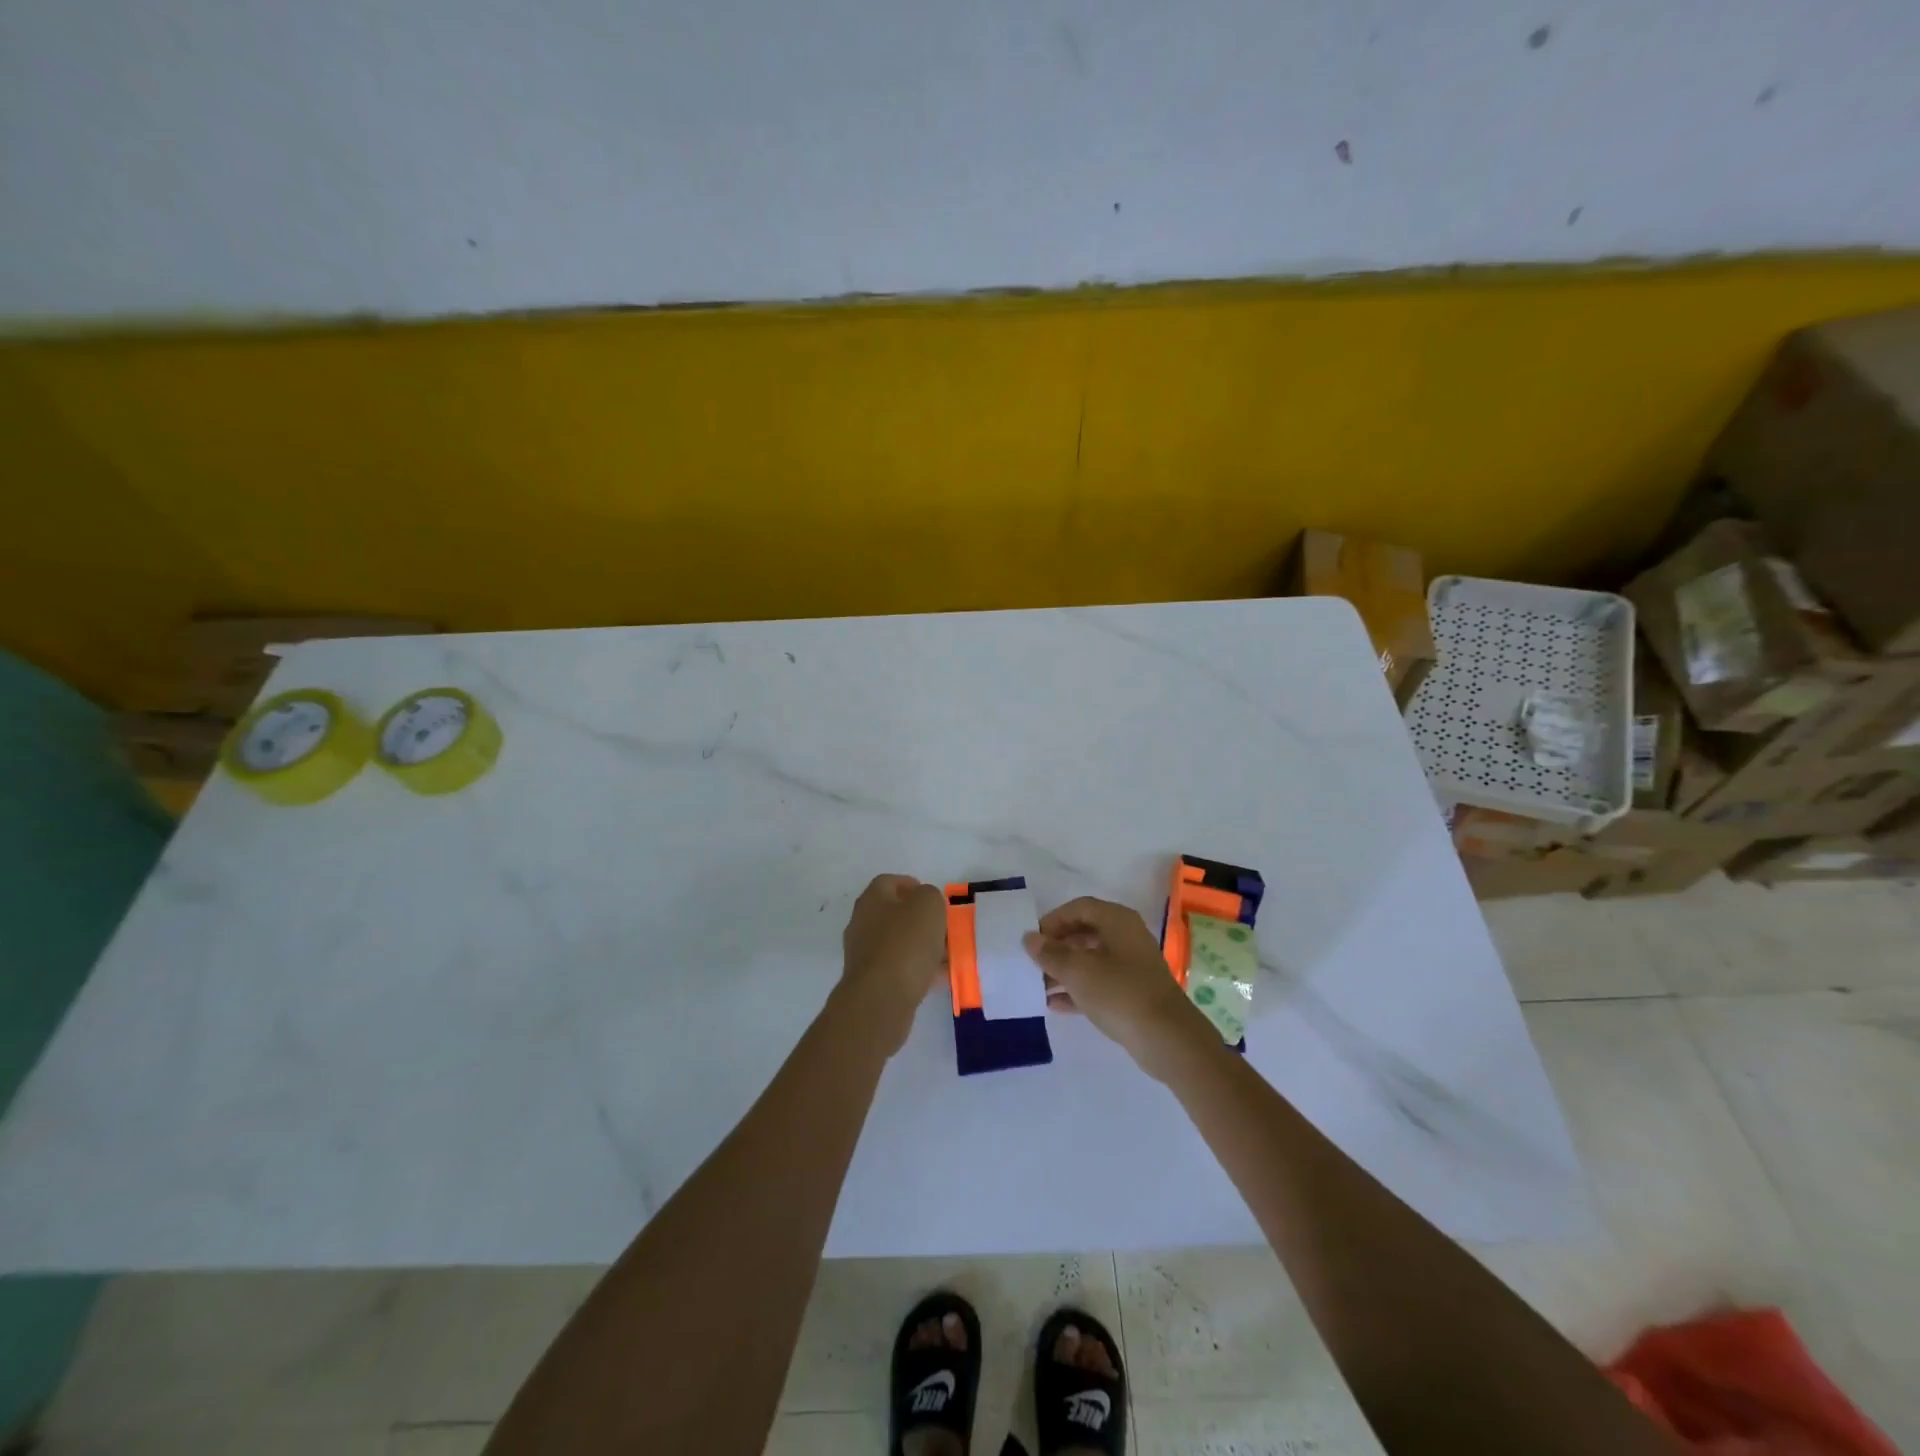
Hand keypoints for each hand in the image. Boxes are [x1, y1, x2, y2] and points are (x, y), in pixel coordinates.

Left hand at [839, 874, 947, 1053]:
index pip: (888, 882)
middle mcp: (862, 924)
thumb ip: (930, 896)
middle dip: (920, 919)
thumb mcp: (928, 906)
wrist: (880, 1000)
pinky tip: (938, 977)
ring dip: (922, 946)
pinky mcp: (871, 982)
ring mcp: (864, 955)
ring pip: (898, 943)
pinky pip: (899, 969)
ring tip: (947, 954)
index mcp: (872, 900)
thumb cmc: (905, 944)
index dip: (911, 884)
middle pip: (894, 914)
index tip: (933, 898)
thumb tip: (925, 902)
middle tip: (944, 927)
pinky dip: (918, 970)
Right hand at [1024, 897, 1216, 1080]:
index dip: (1053, 920)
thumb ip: (1050, 953)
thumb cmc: (1119, 992)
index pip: (1079, 907)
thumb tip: (1030, 938)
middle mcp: (1126, 937)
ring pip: (1091, 960)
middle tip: (1032, 962)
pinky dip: (1078, 990)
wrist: (1167, 1038)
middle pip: (1085, 932)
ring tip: (1038, 985)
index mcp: (1117, 921)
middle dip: (1057, 946)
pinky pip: (1099, 983)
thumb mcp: (1078, 971)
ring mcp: (1132, 966)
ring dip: (1064, 970)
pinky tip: (1054, 1005)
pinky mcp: (1133, 993)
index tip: (1033, 939)